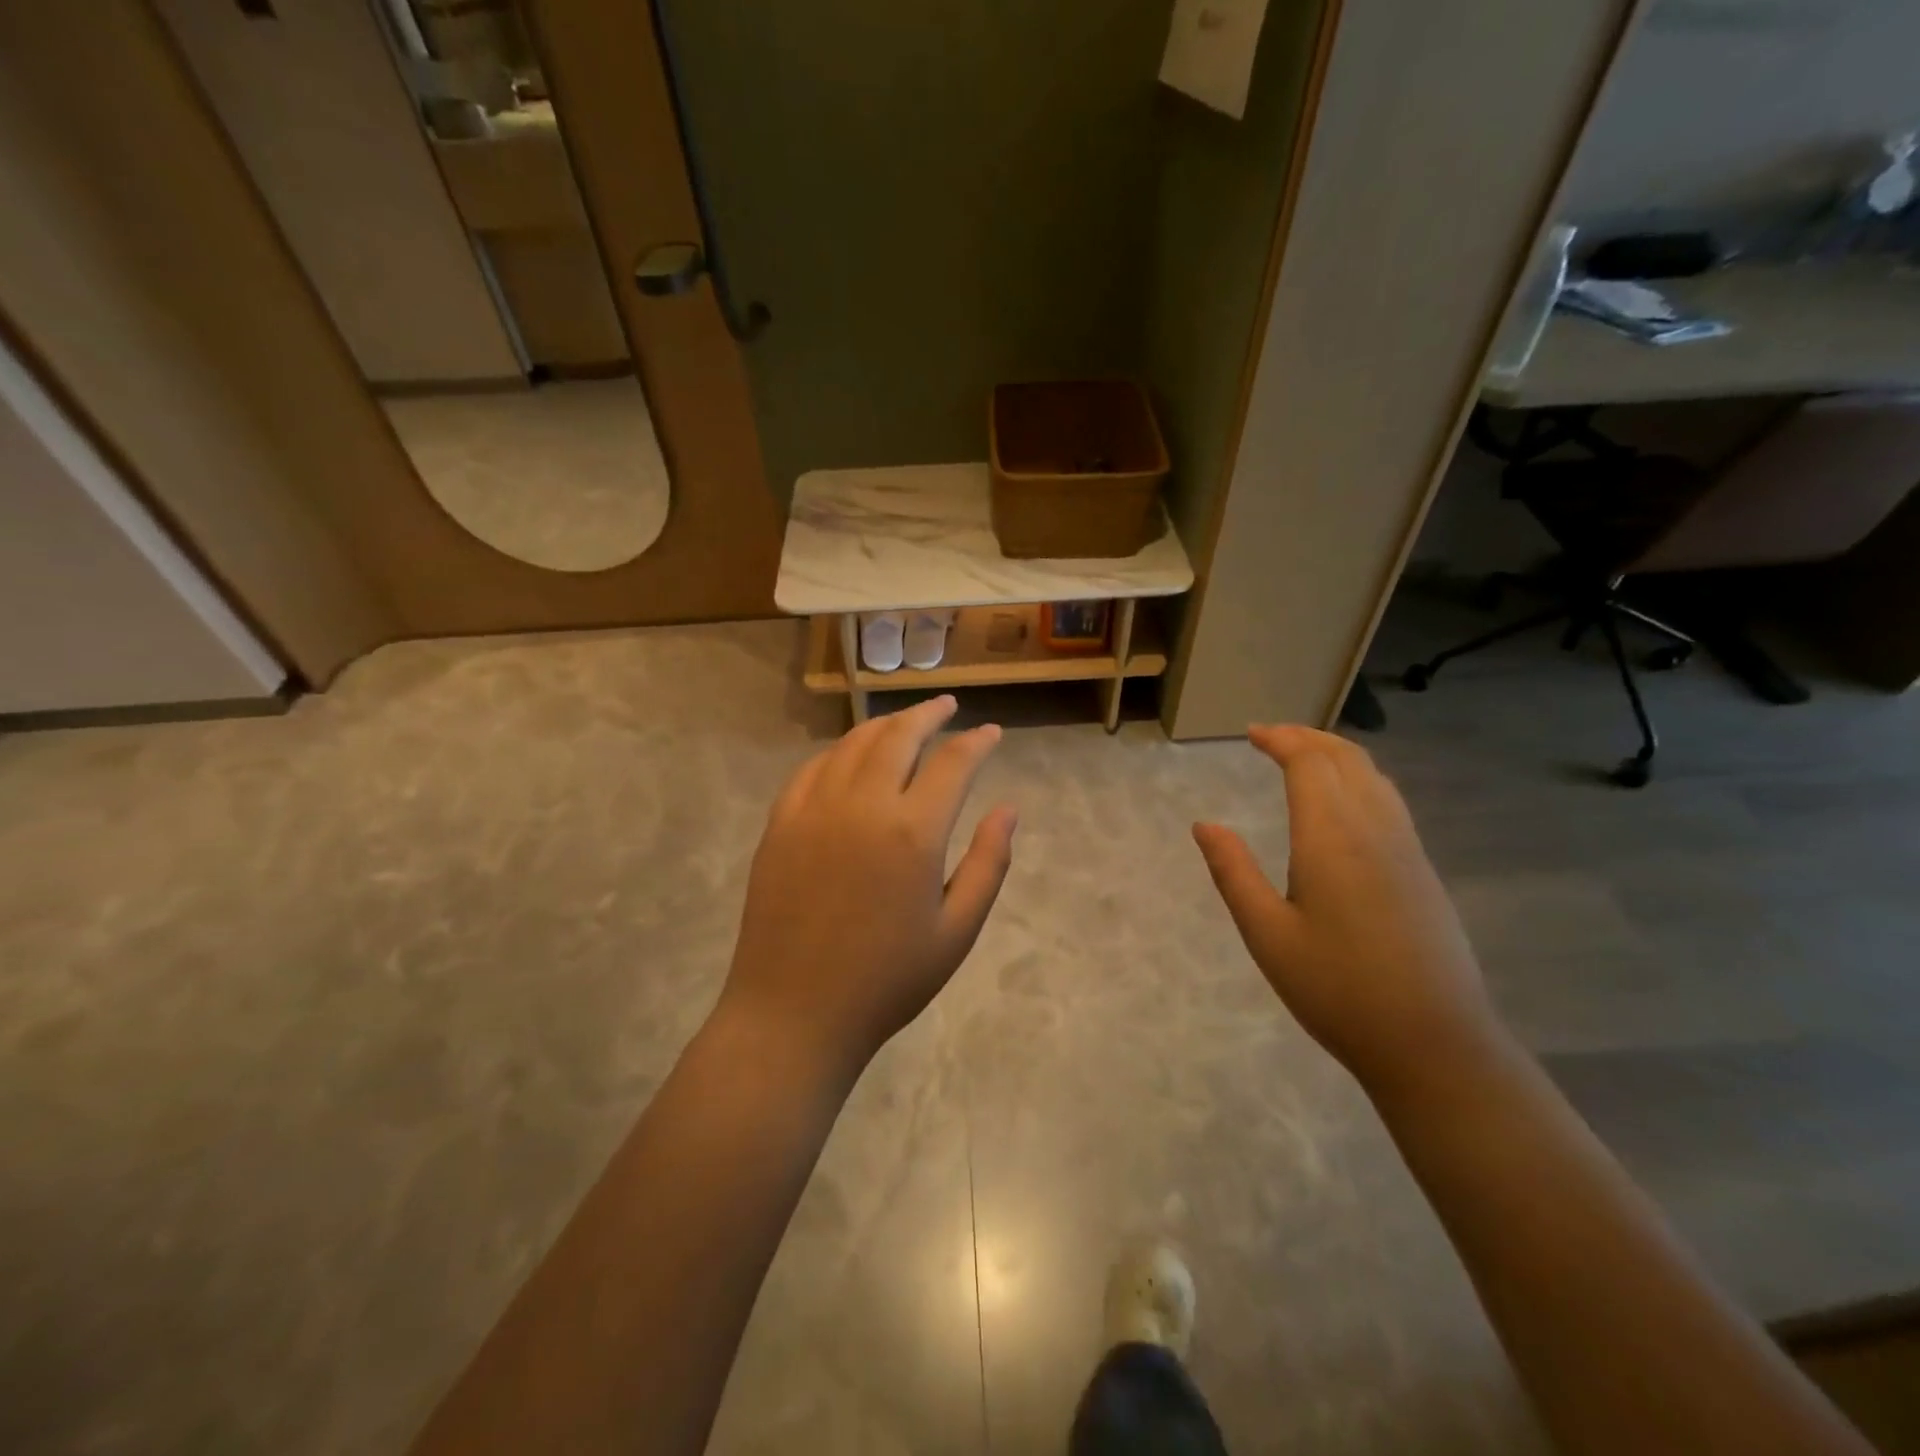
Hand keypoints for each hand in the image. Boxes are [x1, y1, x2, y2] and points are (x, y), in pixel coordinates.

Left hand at [721, 695, 1016, 1075]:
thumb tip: (1009, 808)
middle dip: (928, 715)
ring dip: (884, 725)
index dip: (977, 742)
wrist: (794, 1013)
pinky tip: (850, 756)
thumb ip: (988, 863)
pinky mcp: (780, 823)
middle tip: (947, 706)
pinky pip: (813, 769)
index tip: (991, 733)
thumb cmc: (887, 981)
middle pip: (899, 736)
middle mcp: (863, 805)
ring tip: (905, 722)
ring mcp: (814, 809)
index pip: (953, 763)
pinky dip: (839, 752)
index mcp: (913, 832)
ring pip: (853, 744)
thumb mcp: (957, 931)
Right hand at [1192, 725, 1504, 1100]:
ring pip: (1374, 777)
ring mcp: (1406, 849)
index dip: (1280, 740)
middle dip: (1308, 737)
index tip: (1251, 733)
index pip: (1309, 764)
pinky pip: (1389, 801)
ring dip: (1337, 754)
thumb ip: (1233, 873)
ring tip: (1304, 757)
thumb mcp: (1267, 934)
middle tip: (1272, 736)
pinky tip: (1344, 802)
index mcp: (1332, 838)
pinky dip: (1360, 779)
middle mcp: (1375, 830)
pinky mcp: (1422, 871)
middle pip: (1346, 759)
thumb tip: (1204, 825)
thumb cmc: (1337, 990)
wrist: (1433, 1042)